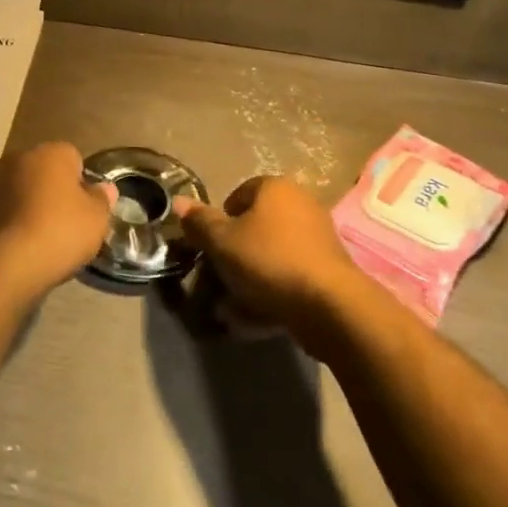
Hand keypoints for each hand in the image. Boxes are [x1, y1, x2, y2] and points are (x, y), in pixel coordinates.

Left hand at [0, 142, 114, 306]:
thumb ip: (102, 199)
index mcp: (51, 152)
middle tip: (64, 222)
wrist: (5, 264)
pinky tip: (18, 243)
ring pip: (20, 187)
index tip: (84, 209)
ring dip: (28, 203)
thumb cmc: (59, 232)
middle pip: (43, 170)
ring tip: (39, 236)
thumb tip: (104, 188)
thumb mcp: (96, 219)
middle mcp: (18, 156)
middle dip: (52, 189)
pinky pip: (2, 207)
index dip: (81, 183)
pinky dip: (10, 219)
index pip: (73, 157)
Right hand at [176, 177, 363, 348]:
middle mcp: (300, 204)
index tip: (211, 248)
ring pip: (272, 255)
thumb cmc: (269, 261)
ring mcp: (318, 237)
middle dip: (235, 253)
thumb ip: (199, 222)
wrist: (329, 305)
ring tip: (233, 308)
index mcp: (275, 188)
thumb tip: (178, 201)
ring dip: (251, 278)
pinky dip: (273, 292)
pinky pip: (291, 276)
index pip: (238, 195)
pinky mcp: (329, 270)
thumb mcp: (222, 241)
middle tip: (219, 278)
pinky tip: (258, 318)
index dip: (220, 221)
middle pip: (256, 226)